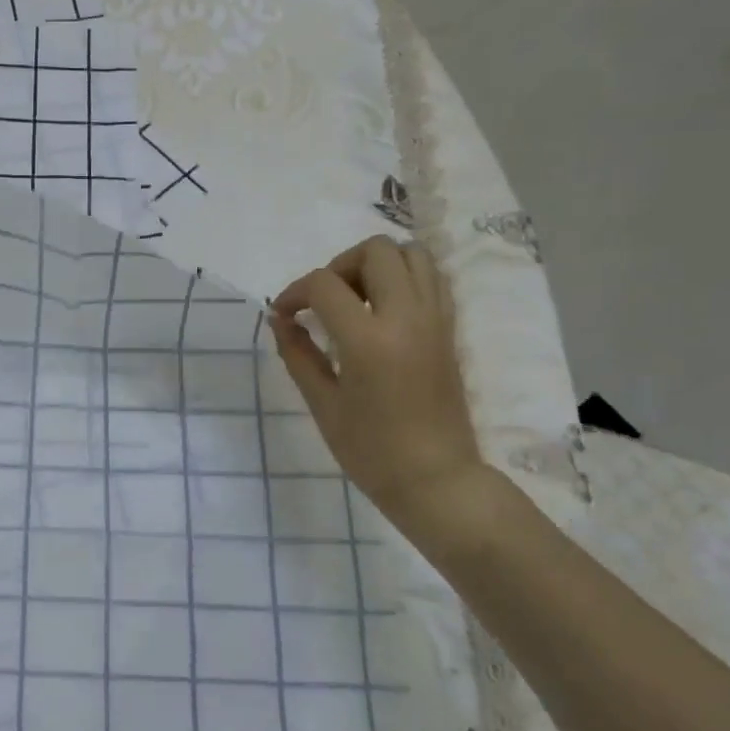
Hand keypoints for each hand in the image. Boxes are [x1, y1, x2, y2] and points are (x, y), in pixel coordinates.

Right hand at [270, 236, 483, 523]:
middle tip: (322, 302)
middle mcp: (407, 317)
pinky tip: (381, 309)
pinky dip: (403, 277)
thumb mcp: (323, 404)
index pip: (325, 285)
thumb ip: (299, 354)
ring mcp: (435, 319)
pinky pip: (431, 278)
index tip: (282, 315)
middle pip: (375, 251)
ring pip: (411, 254)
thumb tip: (280, 320)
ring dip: (376, 265)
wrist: (435, 478)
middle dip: (338, 267)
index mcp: (369, 340)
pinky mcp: (449, 329)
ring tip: (355, 300)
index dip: (294, 292)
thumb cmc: (371, 450)